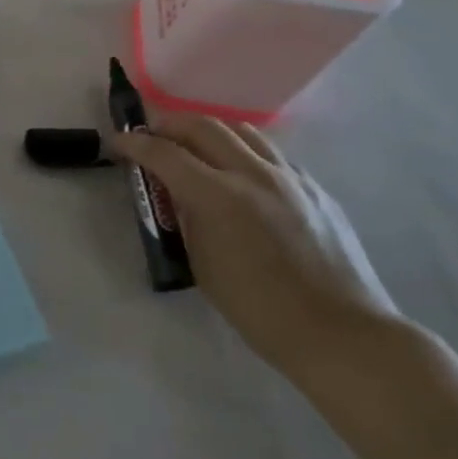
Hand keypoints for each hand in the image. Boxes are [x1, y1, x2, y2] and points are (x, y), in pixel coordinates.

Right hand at [117, 114, 405, 385]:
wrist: (340, 332)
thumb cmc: (259, 309)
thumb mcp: (202, 263)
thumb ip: (188, 219)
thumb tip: (180, 197)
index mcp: (219, 197)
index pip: (165, 154)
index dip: (135, 144)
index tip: (117, 142)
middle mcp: (254, 174)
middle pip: (203, 127)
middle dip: (169, 125)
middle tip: (151, 136)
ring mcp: (290, 178)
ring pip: (242, 131)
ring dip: (208, 131)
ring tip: (193, 146)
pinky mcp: (315, 188)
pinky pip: (271, 154)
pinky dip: (243, 151)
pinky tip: (238, 173)